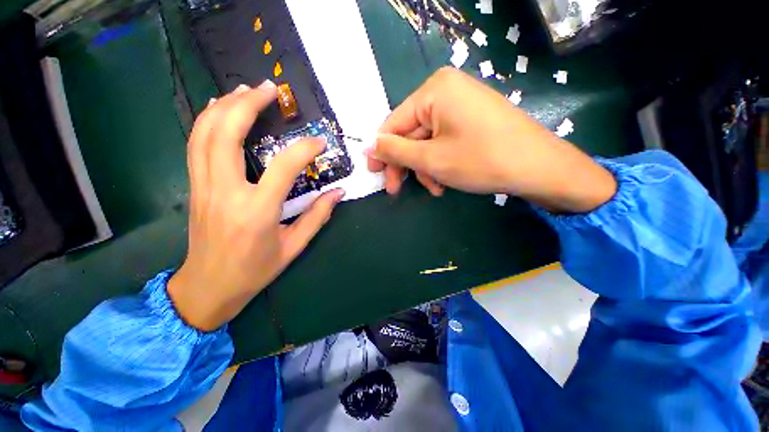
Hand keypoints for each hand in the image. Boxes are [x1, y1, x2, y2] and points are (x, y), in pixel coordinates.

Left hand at [168, 82, 344, 331]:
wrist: (208, 286)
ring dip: (225, 105)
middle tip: (270, 88)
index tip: (318, 141)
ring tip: (244, 90)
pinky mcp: (194, 185)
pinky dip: (205, 119)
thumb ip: (316, 218)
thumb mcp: (289, 251)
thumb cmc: (250, 273)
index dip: (305, 148)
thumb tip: (339, 192)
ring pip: (206, 132)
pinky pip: (194, 143)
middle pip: (230, 132)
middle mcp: (225, 191)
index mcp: (256, 212)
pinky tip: (216, 106)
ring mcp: (204, 185)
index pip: (284, 166)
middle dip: (250, 102)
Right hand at [366, 67, 615, 212]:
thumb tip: (371, 146)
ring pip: (432, 133)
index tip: (377, 177)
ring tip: (436, 188)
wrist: (541, 164)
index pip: (394, 121)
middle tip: (401, 190)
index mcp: (434, 88)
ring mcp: (467, 97)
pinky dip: (445, 155)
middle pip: (414, 127)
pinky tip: (449, 177)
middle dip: (410, 161)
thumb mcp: (434, 159)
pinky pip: (451, 131)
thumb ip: (396, 151)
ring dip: (428, 163)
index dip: (383, 151)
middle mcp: (449, 85)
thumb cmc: (485, 158)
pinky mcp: (480, 111)